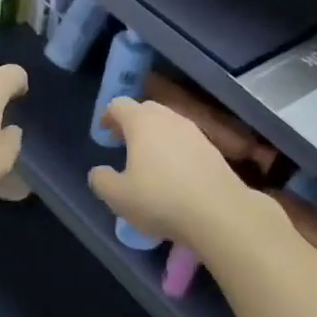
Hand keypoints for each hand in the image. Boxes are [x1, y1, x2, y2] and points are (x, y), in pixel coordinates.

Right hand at [87, 97, 254, 245]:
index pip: (119, 105)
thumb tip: (98, 172)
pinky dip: (174, 149)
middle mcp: (168, 118)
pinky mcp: (212, 148)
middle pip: (145, 110)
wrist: (218, 212)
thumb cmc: (160, 199)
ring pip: (168, 124)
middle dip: (131, 123)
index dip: (108, 116)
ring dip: (154, 135)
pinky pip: (185, 140)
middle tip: (123, 143)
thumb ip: (101, 180)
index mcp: (141, 122)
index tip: (104, 132)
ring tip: (147, 160)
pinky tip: (173, 174)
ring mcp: (193, 131)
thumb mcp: (118, 196)